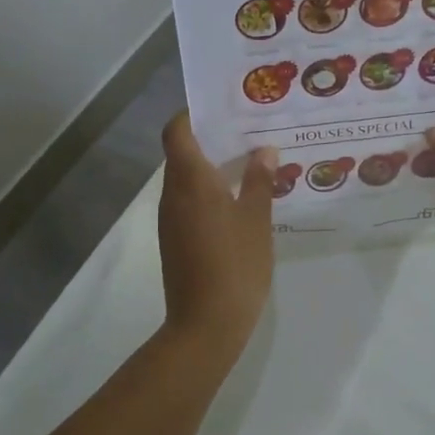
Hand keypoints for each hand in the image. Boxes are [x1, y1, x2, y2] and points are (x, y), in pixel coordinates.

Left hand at [157, 113, 276, 359]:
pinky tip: (238, 201)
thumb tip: (263, 150)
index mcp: (190, 181)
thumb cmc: (235, 265)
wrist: (205, 325)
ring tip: (249, 162)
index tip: (221, 109)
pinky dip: (207, 192)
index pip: (177, 132)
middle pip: (181, 153)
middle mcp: (172, 194)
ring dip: (211, 167)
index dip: (192, 115)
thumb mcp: (256, 220)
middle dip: (210, 139)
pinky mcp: (175, 240)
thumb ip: (258, 181)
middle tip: (248, 132)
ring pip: (185, 179)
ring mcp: (170, 219)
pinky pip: (188, 202)